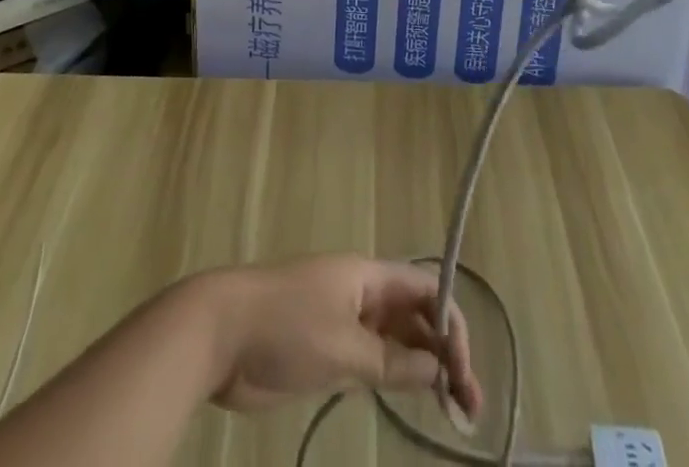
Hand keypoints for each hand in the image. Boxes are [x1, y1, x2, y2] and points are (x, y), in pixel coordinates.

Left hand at [197, 256, 481, 418]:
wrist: (219, 332)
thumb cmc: (285, 327)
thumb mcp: (343, 346)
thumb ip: (392, 360)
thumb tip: (437, 368)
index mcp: (367, 276)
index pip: (425, 289)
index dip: (451, 323)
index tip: (463, 370)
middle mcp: (361, 292)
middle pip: (415, 315)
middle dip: (445, 352)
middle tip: (469, 404)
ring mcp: (342, 319)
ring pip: (396, 338)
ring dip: (424, 368)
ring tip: (451, 411)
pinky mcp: (324, 348)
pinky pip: (372, 357)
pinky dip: (395, 376)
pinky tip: (408, 401)